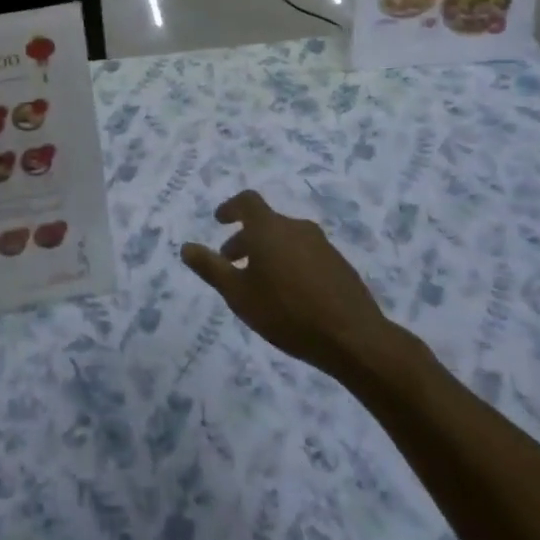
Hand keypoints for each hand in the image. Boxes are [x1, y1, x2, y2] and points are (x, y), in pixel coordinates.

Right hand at [180, 190, 401, 381]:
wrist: (353, 338)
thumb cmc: (286, 312)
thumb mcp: (238, 294)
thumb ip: (211, 268)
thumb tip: (186, 247)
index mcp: (269, 228)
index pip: (247, 201)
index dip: (230, 208)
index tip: (220, 221)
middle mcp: (297, 228)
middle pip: (266, 223)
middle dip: (245, 239)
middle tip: (232, 263)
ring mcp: (323, 245)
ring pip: (287, 239)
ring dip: (269, 252)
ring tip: (261, 283)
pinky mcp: (340, 265)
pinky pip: (306, 255)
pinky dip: (291, 264)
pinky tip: (290, 295)